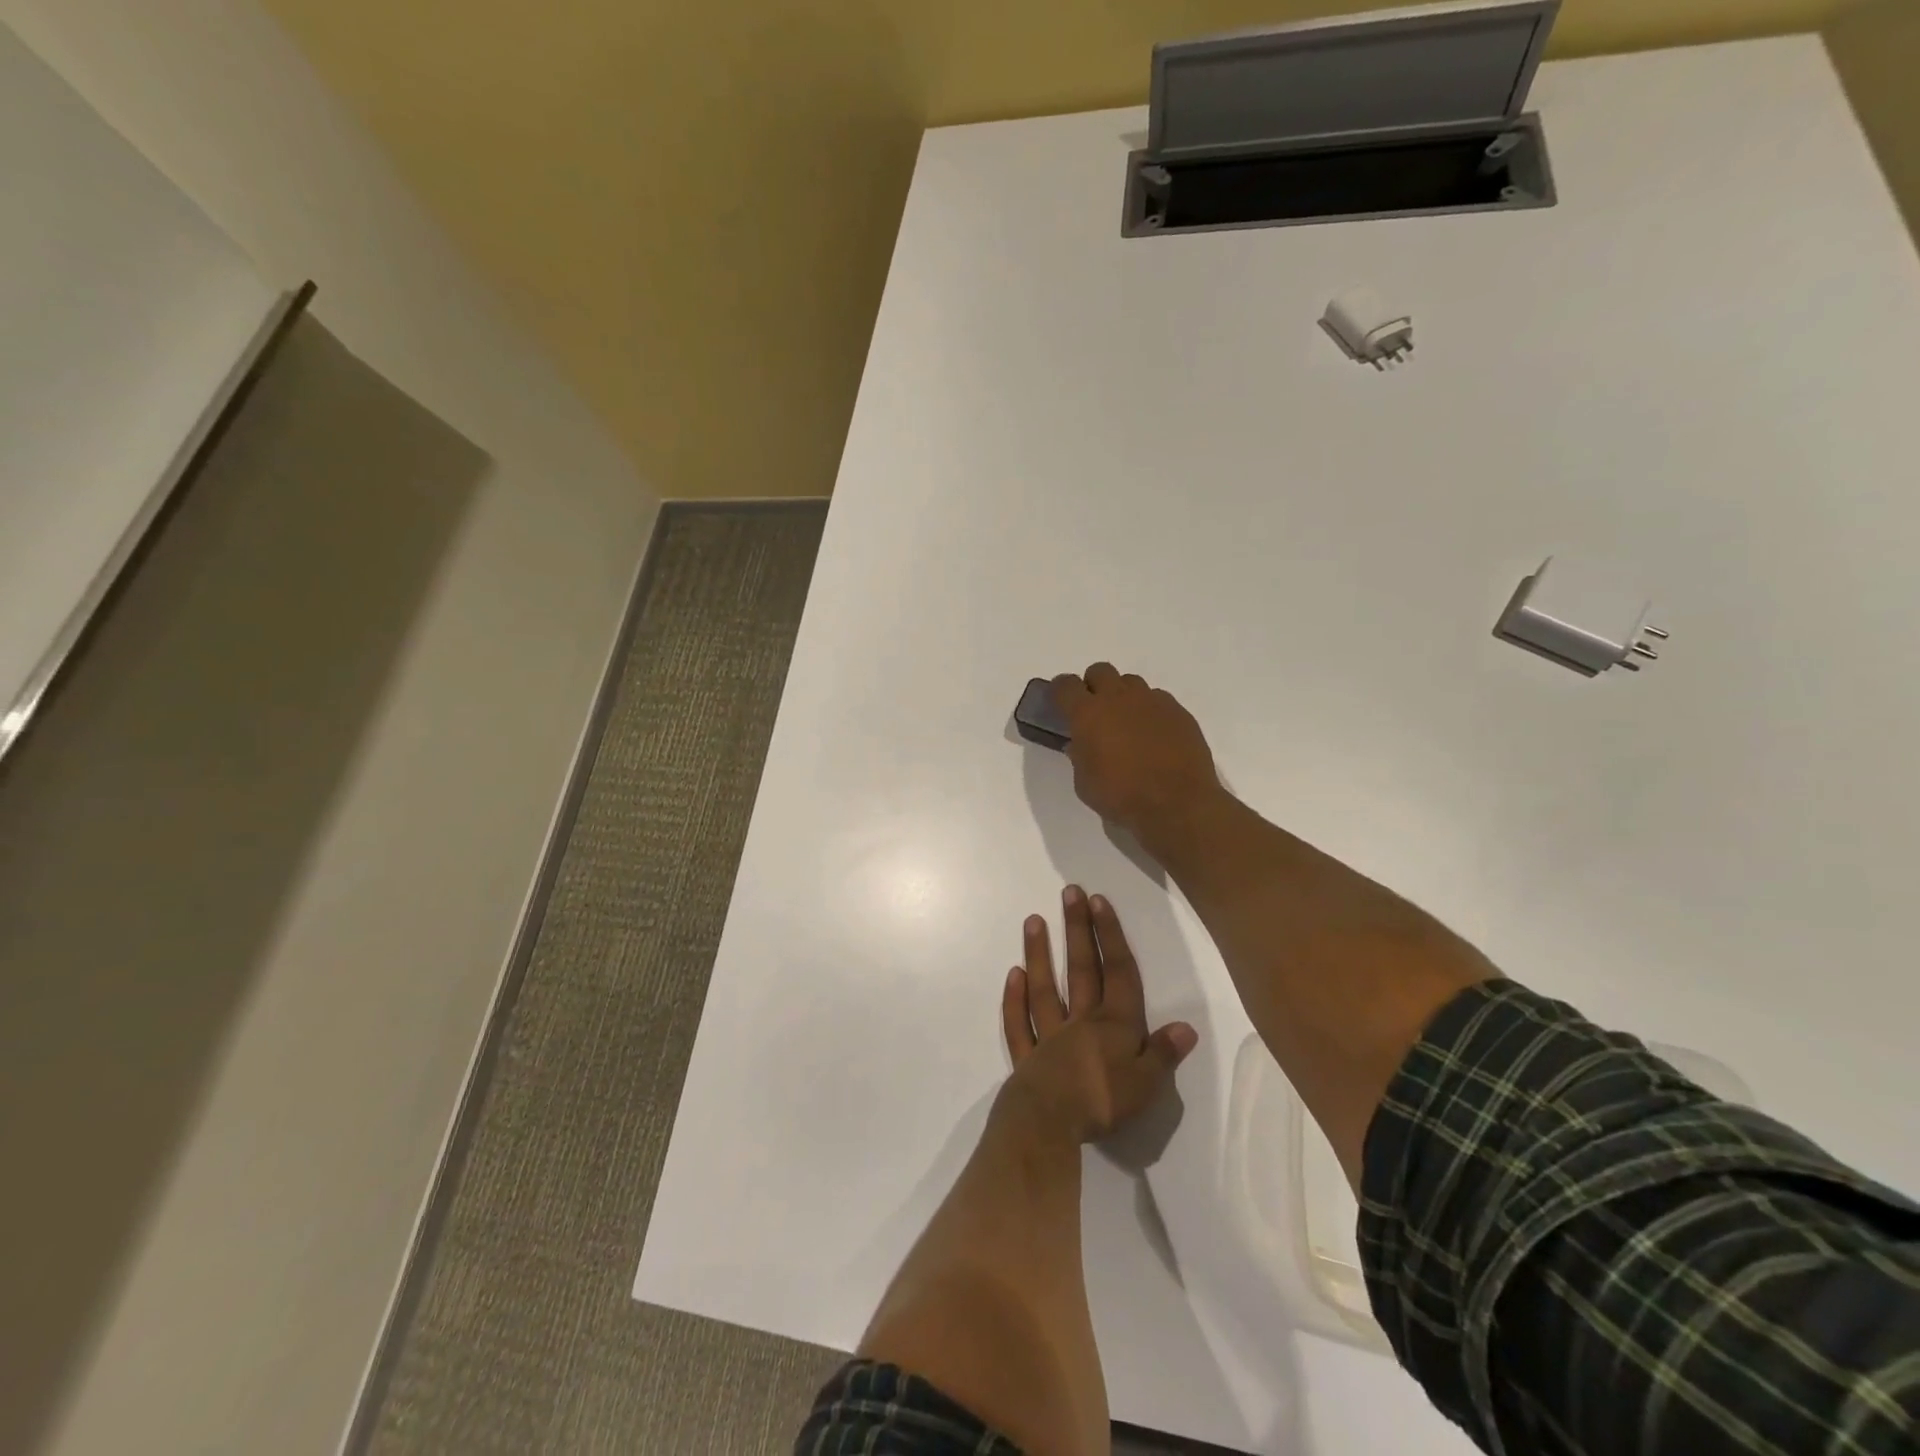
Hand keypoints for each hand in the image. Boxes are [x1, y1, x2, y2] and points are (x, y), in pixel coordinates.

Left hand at [1000, 884, 1197, 1143]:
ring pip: (1045, 988)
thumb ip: (1164, 1053)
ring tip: (1033, 920)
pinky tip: (1013, 975)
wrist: (1049, 1122)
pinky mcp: (1027, 1058)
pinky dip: (1015, 1000)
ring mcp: (1050, 1036)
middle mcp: (1082, 1022)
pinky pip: (1019, 1024)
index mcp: (1115, 1025)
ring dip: (1039, 953)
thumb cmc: (1103, 1101)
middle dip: (1078, 930)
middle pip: (1081, 969)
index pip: (1118, 972)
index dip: (1111, 936)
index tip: (1099, 901)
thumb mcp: (1147, 1083)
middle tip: (1069, 892)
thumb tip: (1187, 1027)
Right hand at [1050, 664, 1221, 845]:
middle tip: (1095, 712)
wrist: (1178, 804)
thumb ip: (1079, 757)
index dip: (1060, 692)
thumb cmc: (1122, 796)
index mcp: (1088, 713)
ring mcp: (1152, 701)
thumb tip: (1080, 744)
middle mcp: (1119, 698)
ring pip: (1131, 682)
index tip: (1060, 703)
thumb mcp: (1085, 784)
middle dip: (1093, 686)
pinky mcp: (1178, 711)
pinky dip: (1149, 711)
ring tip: (1127, 724)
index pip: (1065, 685)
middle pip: (1100, 671)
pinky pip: (1157, 699)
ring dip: (1123, 696)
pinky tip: (1154, 735)